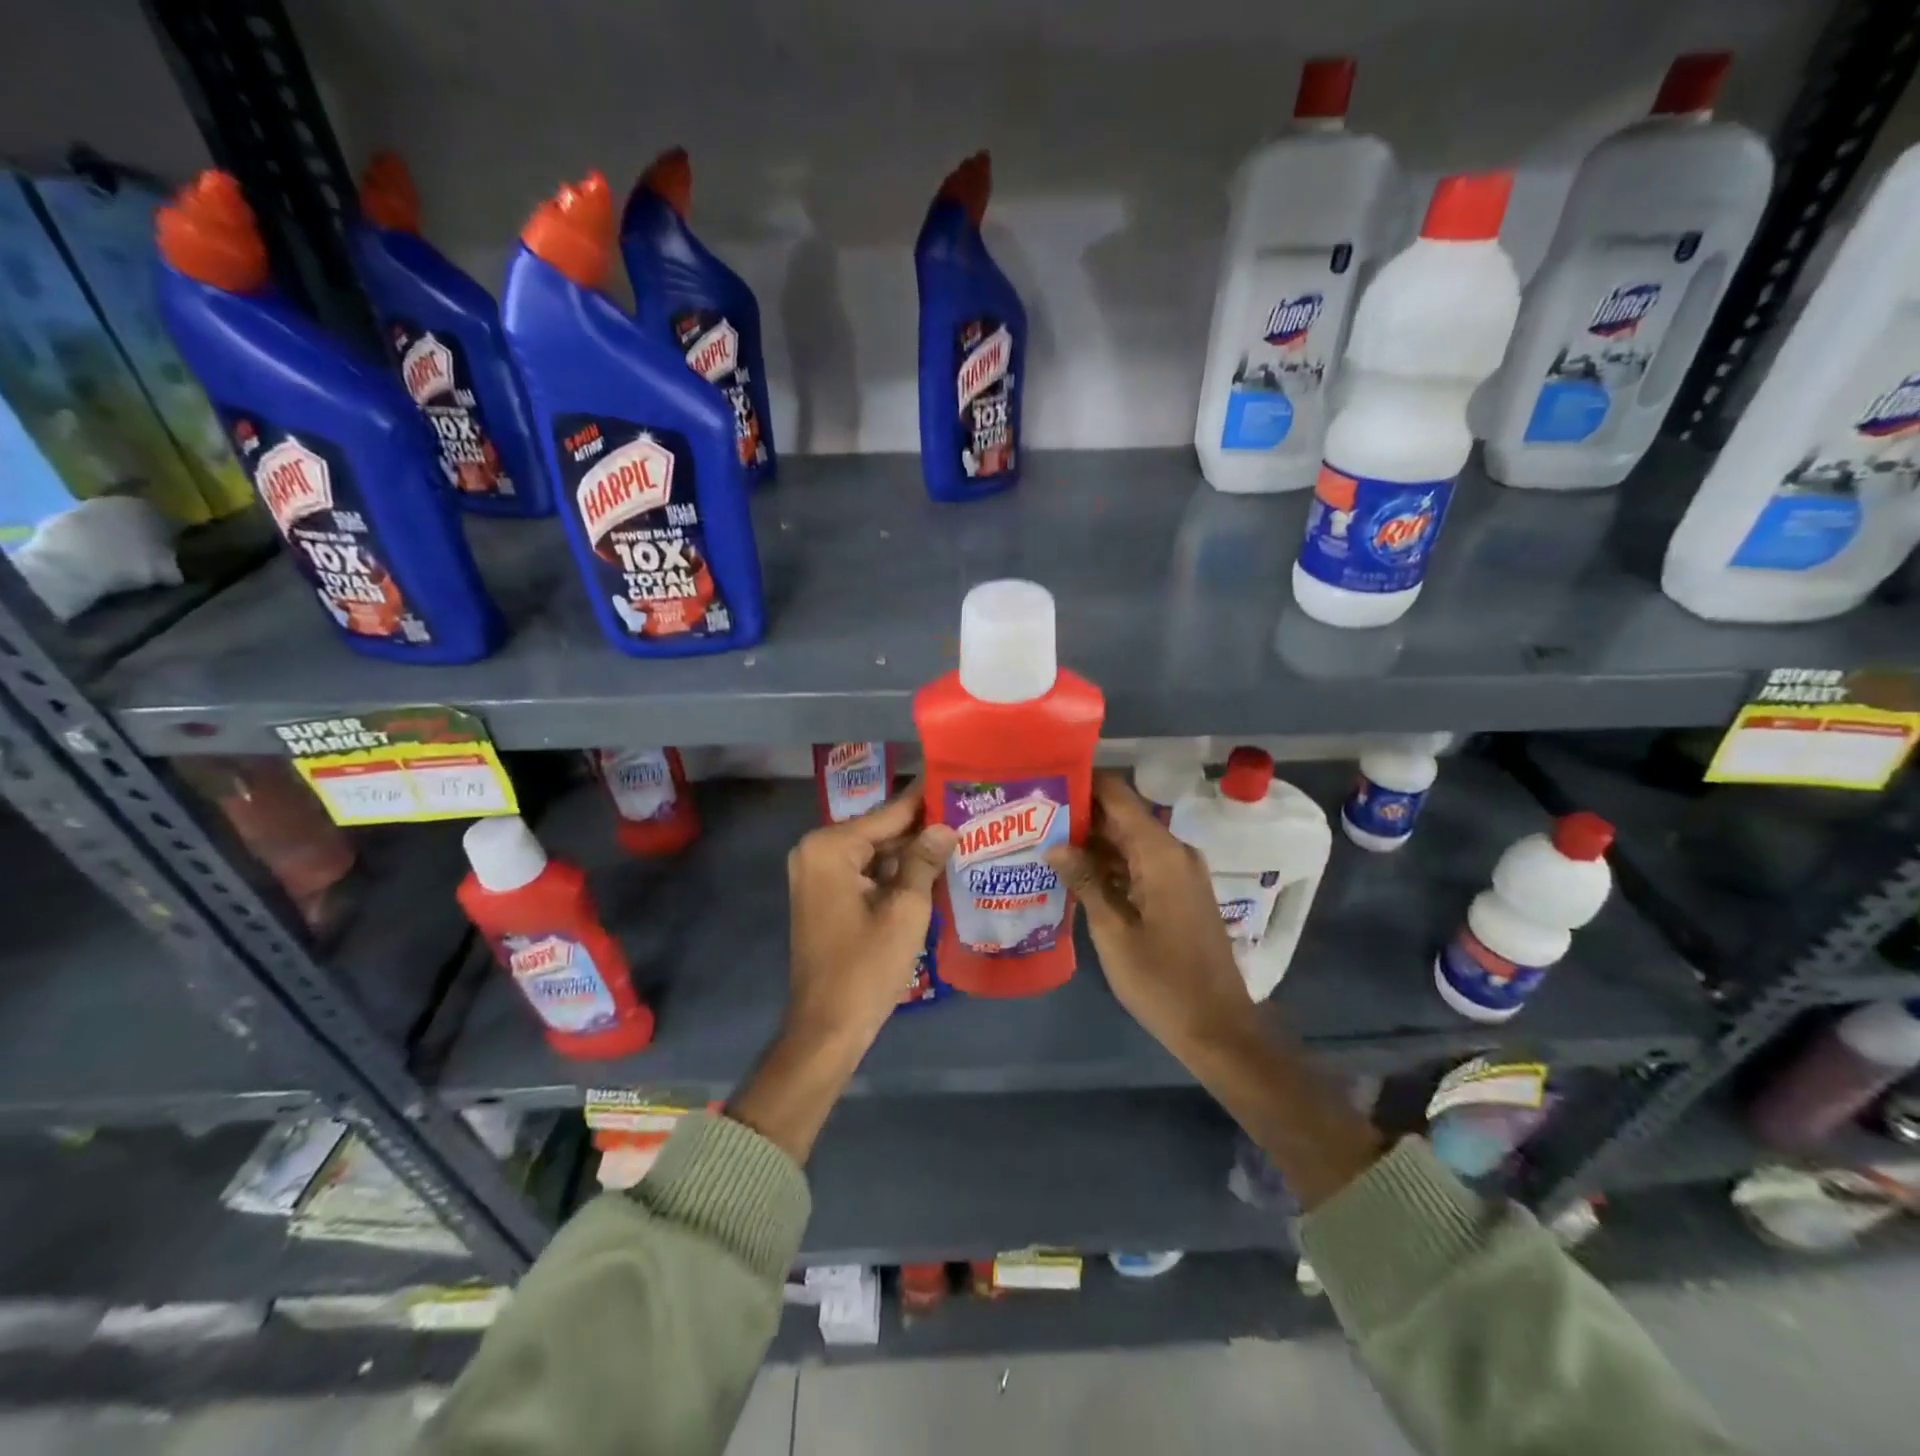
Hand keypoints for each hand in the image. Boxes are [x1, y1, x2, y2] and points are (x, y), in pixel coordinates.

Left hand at [785, 783, 956, 1050]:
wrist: (827, 1028)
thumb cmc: (866, 968)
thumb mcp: (906, 910)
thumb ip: (925, 860)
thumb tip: (946, 826)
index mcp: (830, 847)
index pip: (889, 813)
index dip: (926, 799)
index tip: (956, 777)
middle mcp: (816, 851)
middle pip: (880, 831)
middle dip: (921, 827)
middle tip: (967, 812)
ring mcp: (817, 875)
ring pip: (875, 852)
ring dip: (911, 852)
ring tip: (960, 836)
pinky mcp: (824, 896)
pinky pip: (865, 872)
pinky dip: (895, 873)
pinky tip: (933, 869)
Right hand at [1049, 774, 1379, 1205]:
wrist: (1218, 1027)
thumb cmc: (1161, 981)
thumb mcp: (1113, 932)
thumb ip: (1085, 881)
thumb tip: (1054, 844)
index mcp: (1160, 853)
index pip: (1117, 795)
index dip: (1082, 783)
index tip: (1043, 783)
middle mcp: (1174, 851)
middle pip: (1122, 816)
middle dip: (1079, 815)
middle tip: (1031, 818)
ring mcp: (1180, 872)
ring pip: (1129, 841)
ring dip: (1092, 842)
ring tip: (1042, 843)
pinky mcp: (1179, 892)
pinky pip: (1140, 863)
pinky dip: (1110, 865)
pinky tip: (1074, 874)